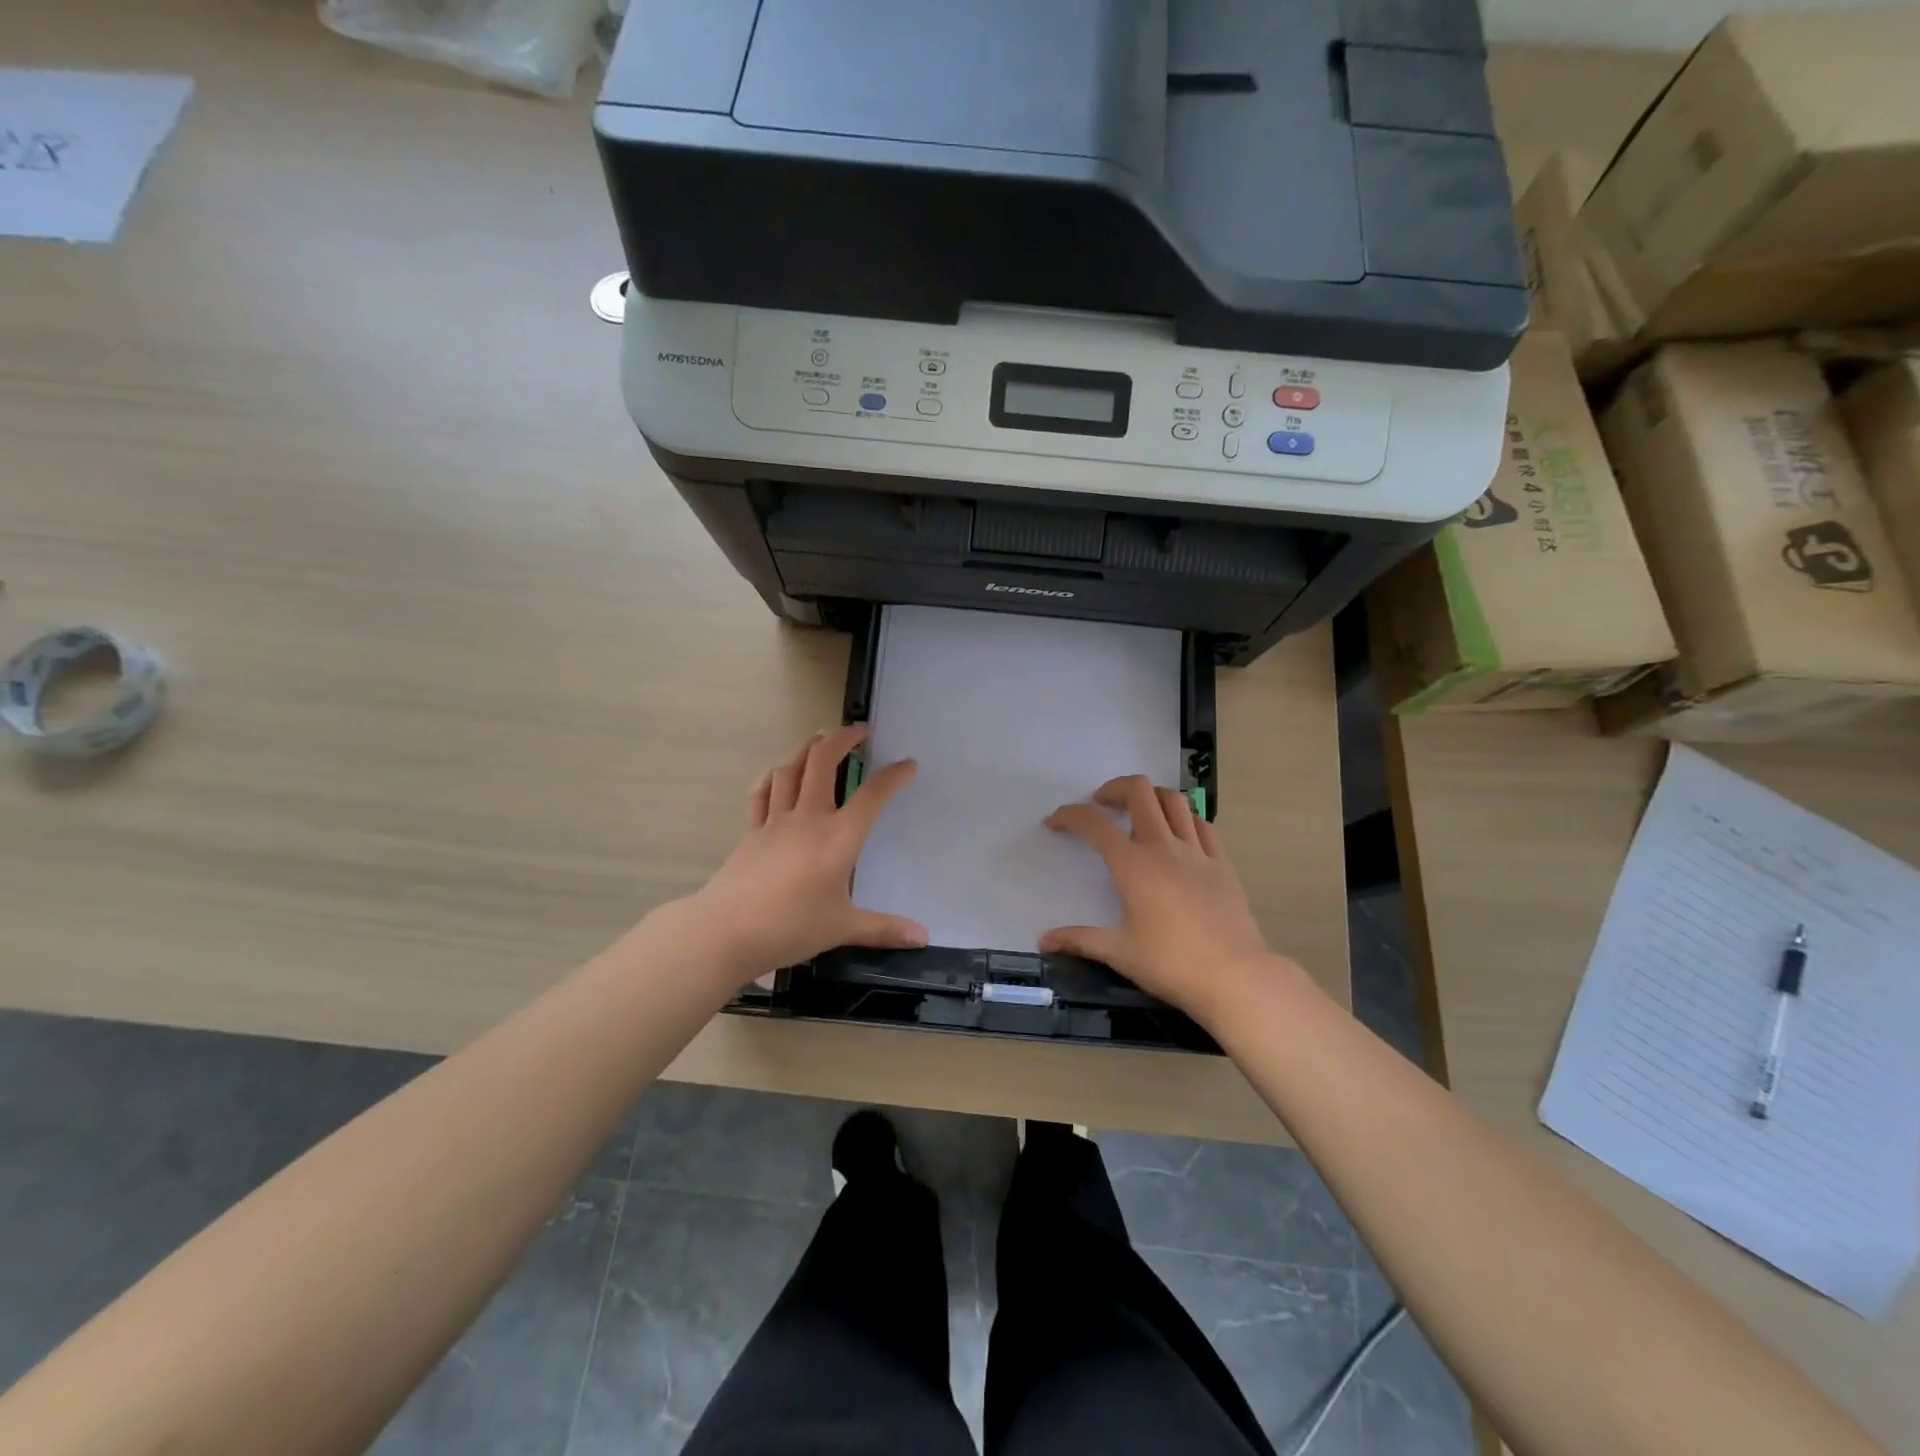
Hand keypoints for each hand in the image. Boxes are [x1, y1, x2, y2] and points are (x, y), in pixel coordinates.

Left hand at [689, 726, 927, 980]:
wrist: (726, 931)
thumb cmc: (790, 927)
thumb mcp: (843, 928)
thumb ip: (884, 928)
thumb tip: (924, 937)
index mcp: (838, 838)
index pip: (872, 796)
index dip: (893, 776)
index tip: (908, 764)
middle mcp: (808, 818)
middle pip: (823, 763)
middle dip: (843, 740)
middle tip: (859, 731)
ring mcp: (775, 821)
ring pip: (790, 769)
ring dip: (807, 747)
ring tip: (820, 739)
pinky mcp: (752, 831)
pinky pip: (762, 792)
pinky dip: (773, 775)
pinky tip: (778, 771)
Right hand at [1040, 775, 1281, 1024]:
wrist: (1235, 976)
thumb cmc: (1171, 963)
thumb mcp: (1119, 952)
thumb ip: (1079, 940)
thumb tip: (1045, 940)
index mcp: (1133, 865)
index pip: (1094, 824)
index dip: (1069, 815)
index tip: (1054, 823)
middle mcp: (1164, 847)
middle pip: (1139, 791)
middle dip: (1115, 788)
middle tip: (1102, 805)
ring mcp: (1197, 852)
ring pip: (1174, 800)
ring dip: (1151, 797)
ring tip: (1139, 812)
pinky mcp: (1222, 864)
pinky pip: (1202, 824)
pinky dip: (1184, 818)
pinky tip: (1177, 834)